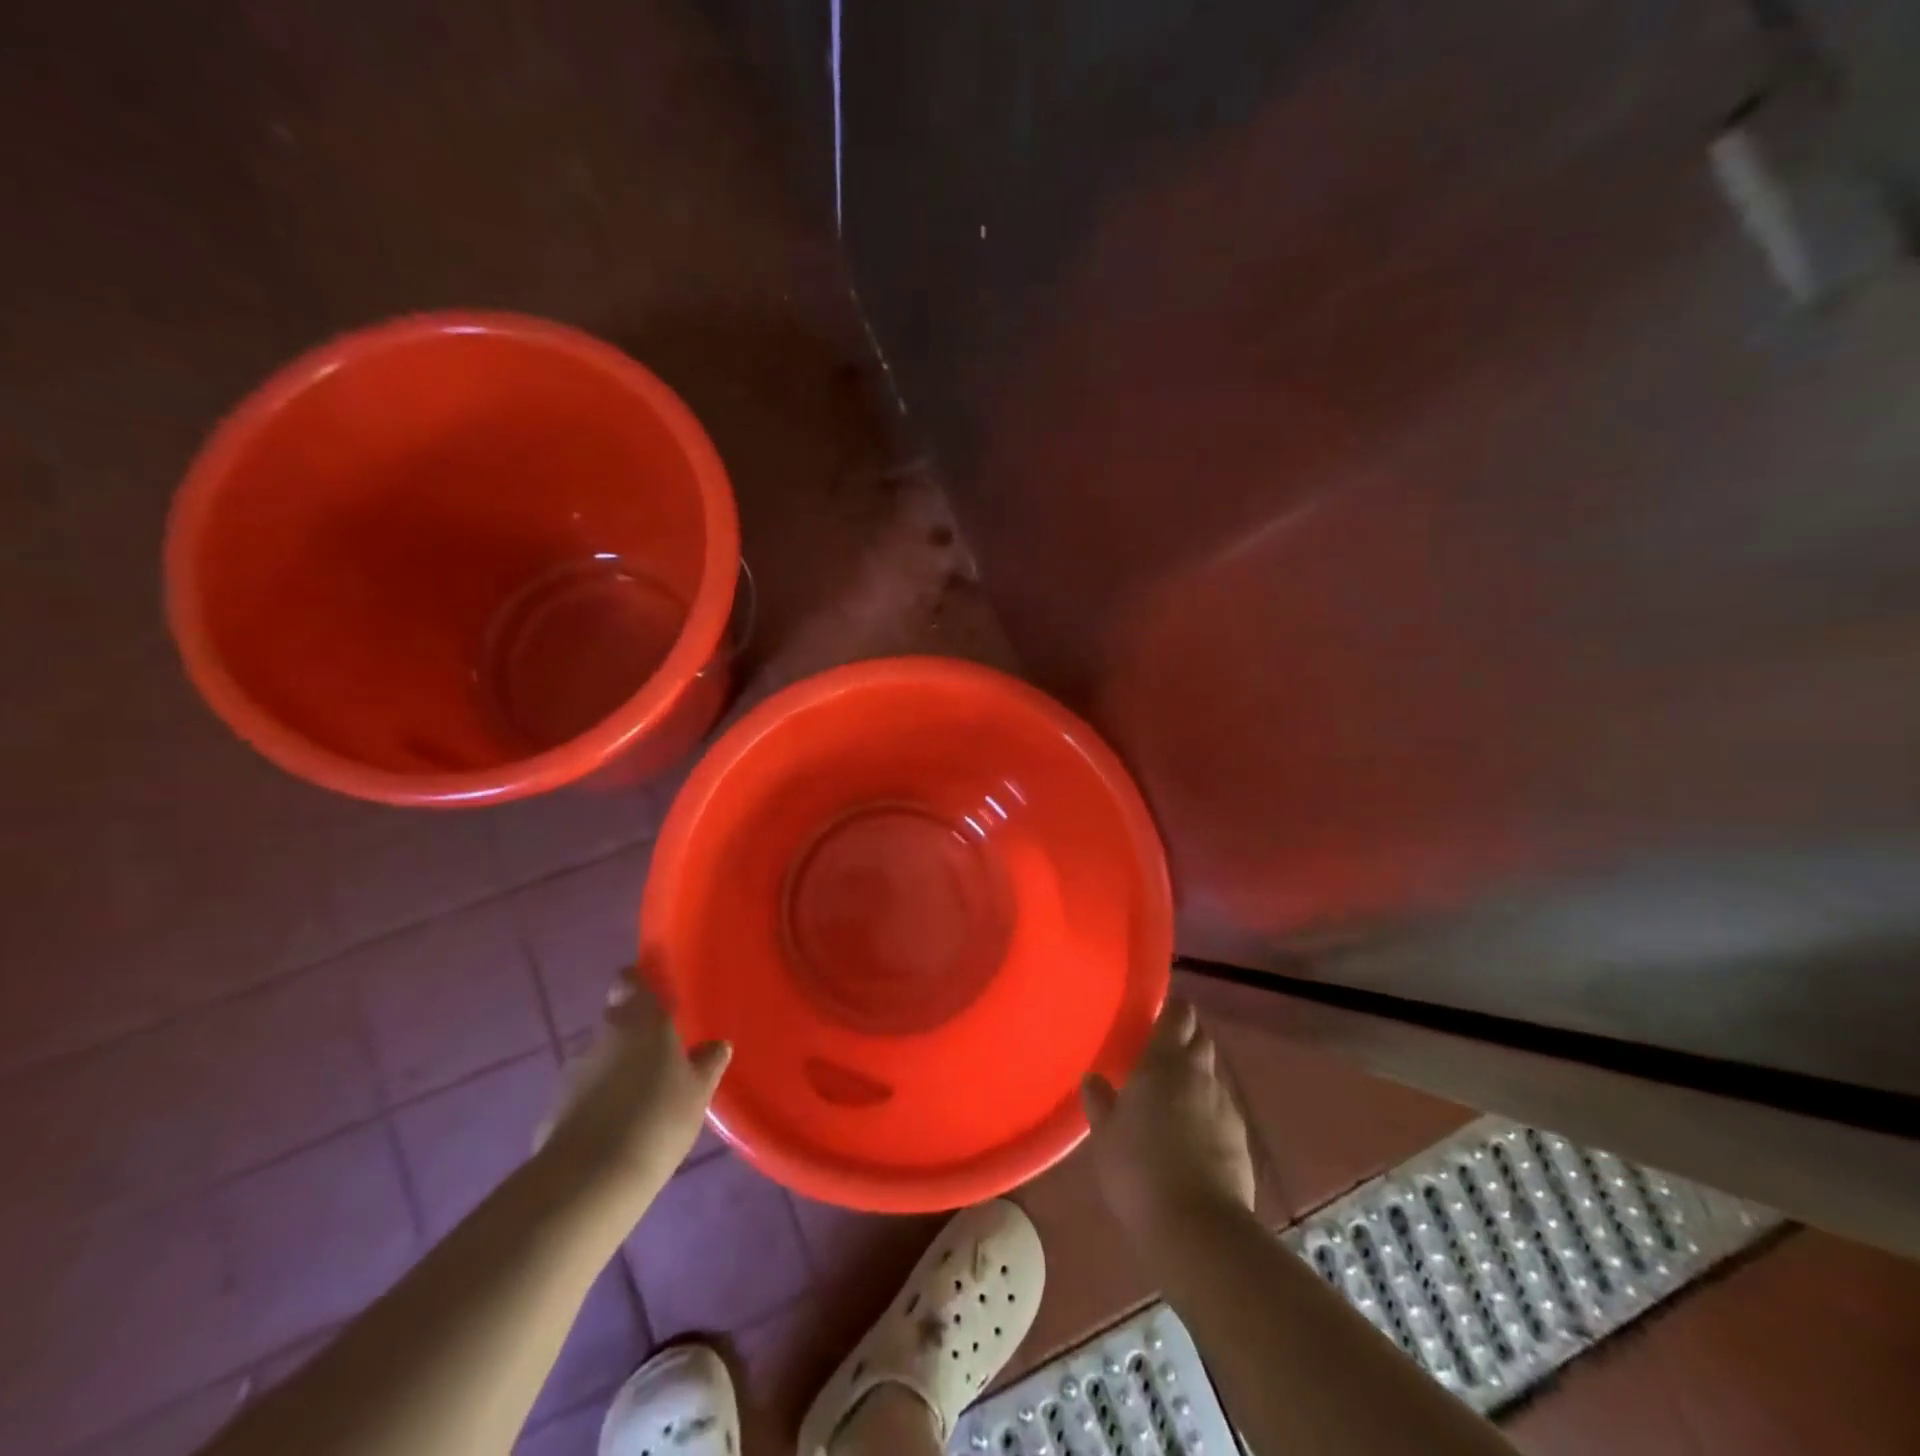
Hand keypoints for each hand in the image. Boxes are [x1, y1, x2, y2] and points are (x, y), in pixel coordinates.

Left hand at [537, 972, 729, 1197]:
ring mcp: (574, 1069)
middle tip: (660, 1053)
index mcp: (641, 1020)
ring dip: (616, 1067)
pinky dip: (598, 1099)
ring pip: (600, 1055)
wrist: (589, 1180)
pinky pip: (584, 1090)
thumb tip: (716, 1045)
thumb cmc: (657, 1120)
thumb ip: (707, 1064)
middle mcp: (604, 1033)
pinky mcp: (554, 1105)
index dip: (640, 983)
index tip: (655, 996)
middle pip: (616, 1017)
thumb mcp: (697, 1093)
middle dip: (633, 1030)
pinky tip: (616, 1126)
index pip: (631, 980)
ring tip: (639, 1096)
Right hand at [1083, 1000, 1255, 1240]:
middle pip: (1200, 1039)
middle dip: (1186, 1035)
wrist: (1198, 1227)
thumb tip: (1094, 1078)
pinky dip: (1208, 1107)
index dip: (1172, 1008)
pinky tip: (1194, 1129)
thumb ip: (1100, 1101)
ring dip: (1197, 1073)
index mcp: (1164, 1063)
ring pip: (1212, 1074)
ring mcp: (1225, 1106)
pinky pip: (1221, 1108)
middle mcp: (1199, 1075)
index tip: (1159, 1009)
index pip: (1177, 1016)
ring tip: (1175, 1090)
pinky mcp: (1241, 1139)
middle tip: (1163, 1046)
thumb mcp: (1106, 1136)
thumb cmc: (1139, 1170)